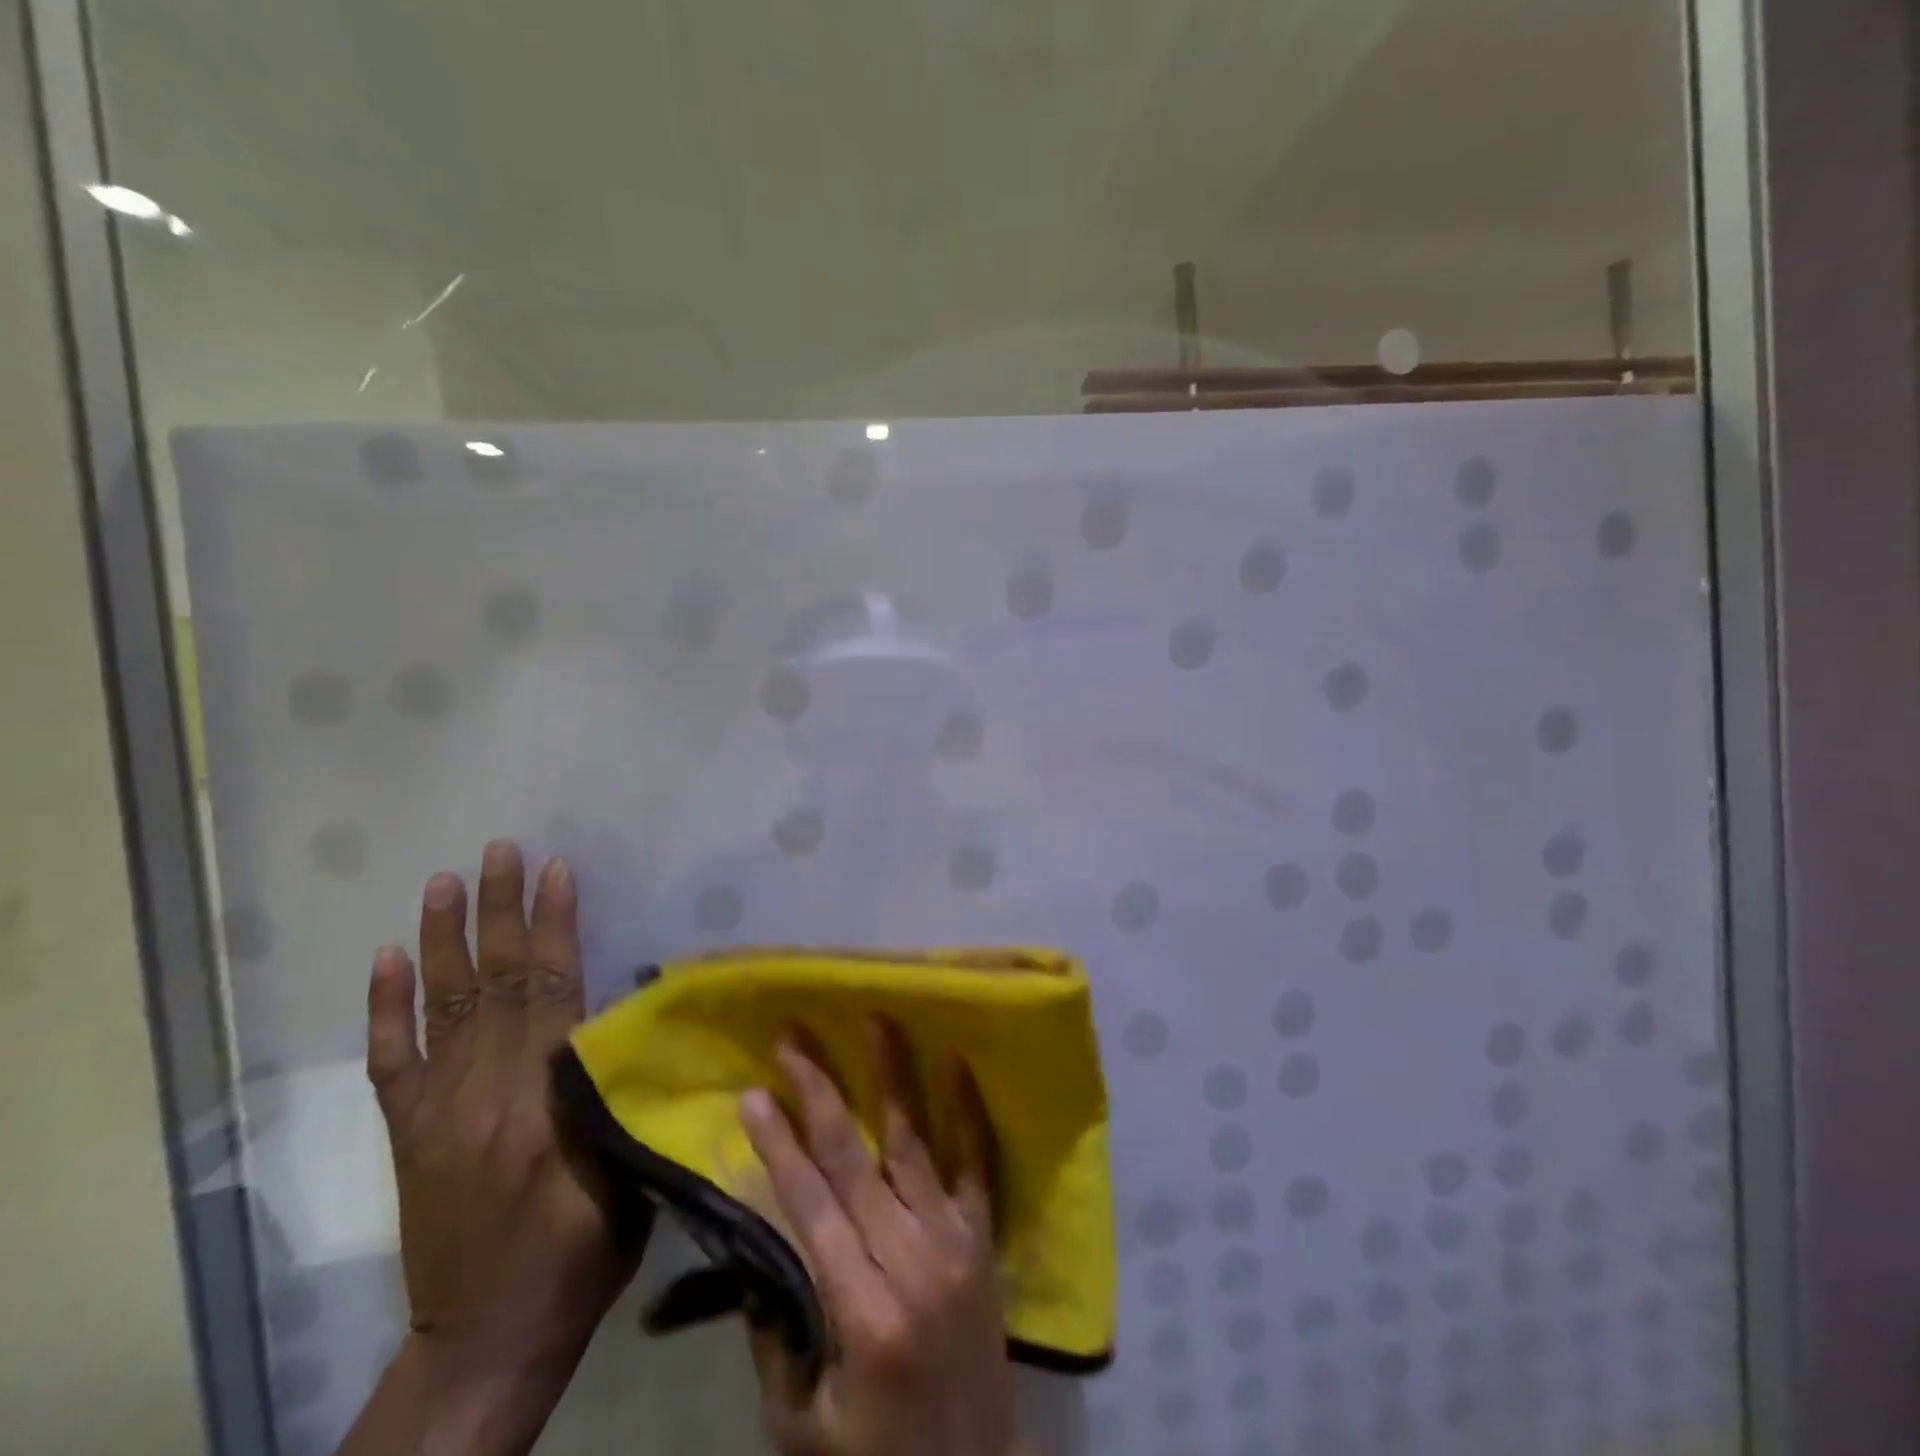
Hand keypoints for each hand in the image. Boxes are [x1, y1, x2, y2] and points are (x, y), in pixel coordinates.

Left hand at [347, 840, 645, 1453]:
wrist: (484, 1340)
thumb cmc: (582, 1252)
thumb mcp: (631, 1174)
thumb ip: (623, 1092)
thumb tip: (631, 1015)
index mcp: (544, 1105)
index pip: (550, 993)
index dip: (554, 928)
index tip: (558, 871)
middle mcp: (483, 1096)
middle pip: (494, 985)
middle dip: (499, 910)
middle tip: (500, 849)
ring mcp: (437, 1113)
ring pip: (440, 1008)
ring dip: (443, 939)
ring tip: (445, 880)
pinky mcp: (408, 1134)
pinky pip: (391, 1061)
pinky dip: (385, 1007)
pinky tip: (387, 959)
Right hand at [738, 1022, 1014, 1455]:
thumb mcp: (802, 1421)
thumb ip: (778, 1331)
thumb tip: (760, 1243)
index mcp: (862, 1312)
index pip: (811, 1206)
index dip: (780, 1146)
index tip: (753, 1093)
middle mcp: (912, 1262)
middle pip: (856, 1160)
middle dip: (820, 1093)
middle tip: (793, 1037)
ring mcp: (955, 1242)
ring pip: (916, 1143)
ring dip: (891, 1076)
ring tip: (875, 1018)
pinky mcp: (984, 1237)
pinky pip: (977, 1162)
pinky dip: (967, 1109)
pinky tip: (955, 1060)